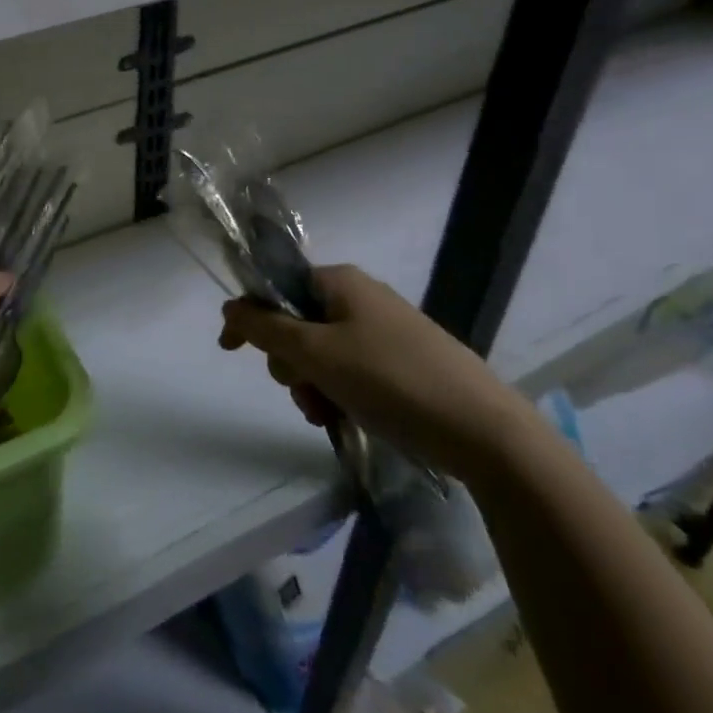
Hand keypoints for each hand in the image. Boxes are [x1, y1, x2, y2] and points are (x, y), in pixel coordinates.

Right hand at [218, 264, 534, 481]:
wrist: (483, 430)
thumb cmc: (389, 379)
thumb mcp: (316, 352)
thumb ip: (265, 327)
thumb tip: (229, 305)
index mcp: (340, 282)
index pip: (276, 288)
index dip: (249, 318)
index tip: (229, 351)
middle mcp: (361, 298)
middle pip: (296, 325)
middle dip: (290, 363)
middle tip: (304, 391)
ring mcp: (385, 332)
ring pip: (322, 354)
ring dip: (312, 386)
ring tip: (329, 415)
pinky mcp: (403, 364)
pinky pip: (351, 372)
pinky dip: (339, 394)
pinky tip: (348, 420)